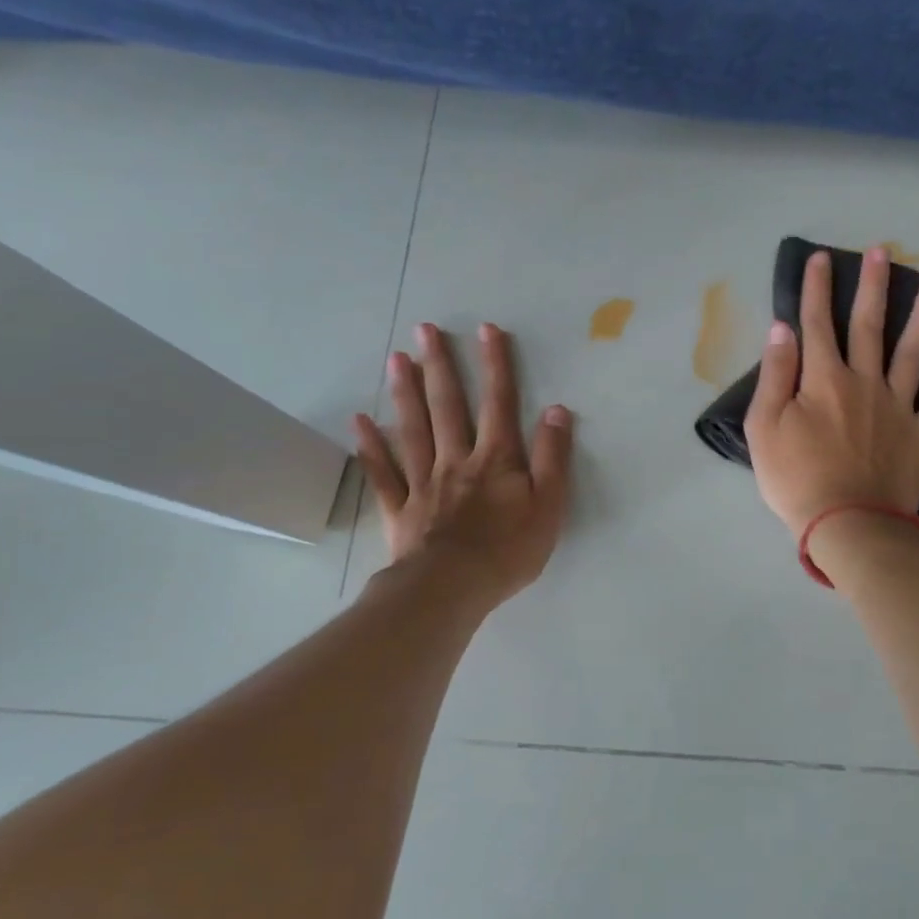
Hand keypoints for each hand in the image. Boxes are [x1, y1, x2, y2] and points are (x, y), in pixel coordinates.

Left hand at [353, 321, 572, 606]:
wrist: (452, 589)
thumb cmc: (508, 551)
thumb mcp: (549, 506)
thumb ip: (554, 457)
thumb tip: (557, 410)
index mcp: (496, 459)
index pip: (499, 403)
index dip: (496, 365)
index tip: (487, 329)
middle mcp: (456, 459)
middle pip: (447, 406)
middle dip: (440, 365)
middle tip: (425, 329)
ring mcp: (424, 482)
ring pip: (413, 429)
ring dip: (405, 392)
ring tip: (396, 358)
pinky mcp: (401, 508)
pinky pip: (383, 472)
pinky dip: (371, 446)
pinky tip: (360, 421)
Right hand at [744, 247, 918, 537]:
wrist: (848, 524)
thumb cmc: (797, 479)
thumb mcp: (765, 428)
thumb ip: (775, 376)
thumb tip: (782, 330)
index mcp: (824, 380)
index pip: (817, 324)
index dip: (816, 289)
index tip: (821, 258)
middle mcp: (865, 382)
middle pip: (869, 326)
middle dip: (873, 286)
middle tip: (882, 252)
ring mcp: (899, 407)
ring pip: (914, 353)